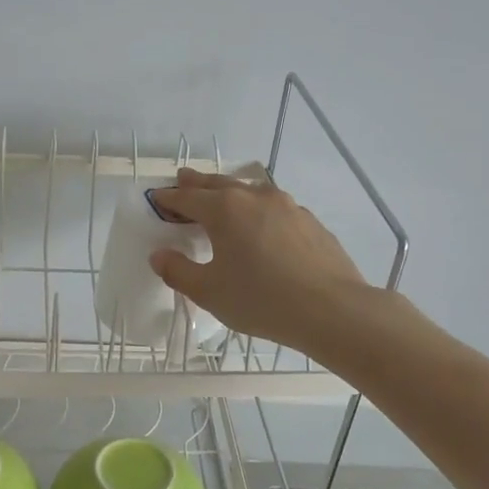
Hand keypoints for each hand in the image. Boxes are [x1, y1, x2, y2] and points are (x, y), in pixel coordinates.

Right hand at [148, 169, 368, 355]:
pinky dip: (257, 208)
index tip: (156, 199)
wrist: (332, 309)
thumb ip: (179, 271)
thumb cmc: (261, 300)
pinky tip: (261, 225)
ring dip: (230, 192)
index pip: (187, 197)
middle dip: (197, 183)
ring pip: (249, 191)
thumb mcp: (209, 292)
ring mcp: (286, 206)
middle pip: (218, 184)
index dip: (168, 198)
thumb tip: (159, 255)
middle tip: (183, 179)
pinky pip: (273, 207)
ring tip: (221, 198)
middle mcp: (254, 197)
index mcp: (224, 210)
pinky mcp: (309, 221)